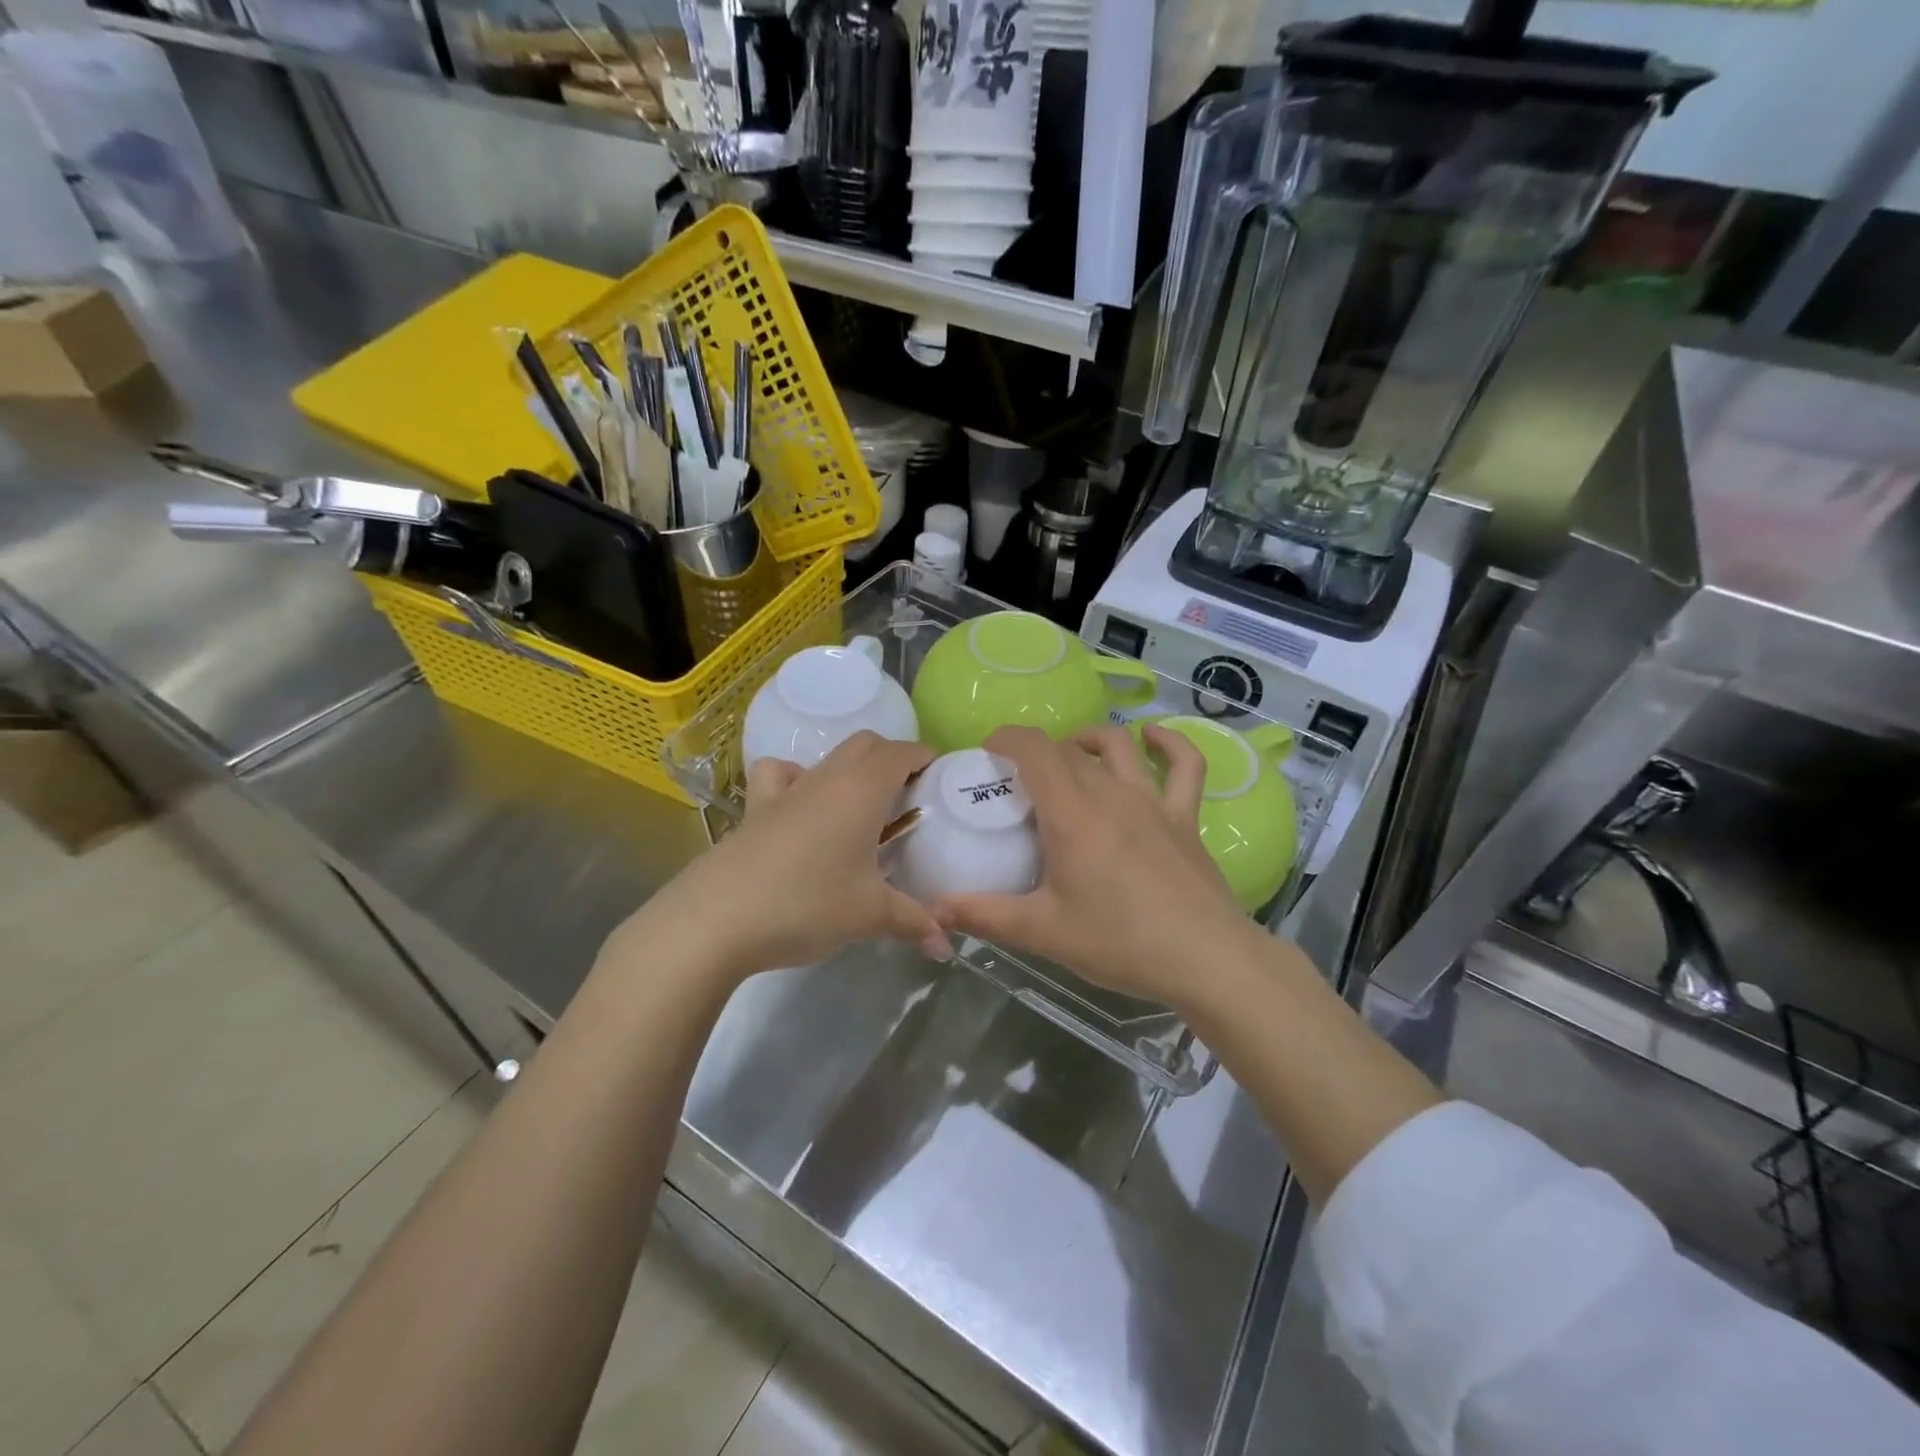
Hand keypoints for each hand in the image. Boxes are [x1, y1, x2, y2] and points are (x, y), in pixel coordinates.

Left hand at [631, 732, 945, 981]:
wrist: (717, 919)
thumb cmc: (808, 904)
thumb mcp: (870, 915)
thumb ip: (914, 922)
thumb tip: (946, 945)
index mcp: (862, 789)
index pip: (903, 752)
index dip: (926, 758)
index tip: (942, 779)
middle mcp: (826, 778)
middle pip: (866, 744)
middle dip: (892, 759)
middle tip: (908, 798)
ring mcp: (785, 791)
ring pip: (825, 758)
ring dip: (848, 769)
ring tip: (858, 806)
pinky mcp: (754, 810)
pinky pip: (778, 777)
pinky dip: (795, 781)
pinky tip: (800, 810)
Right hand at [933, 724, 1256, 1008]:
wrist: (1205, 958)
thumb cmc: (1120, 942)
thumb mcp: (1043, 932)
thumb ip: (984, 916)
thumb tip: (934, 910)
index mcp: (1071, 814)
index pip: (1034, 750)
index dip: (1007, 739)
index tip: (988, 752)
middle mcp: (1111, 793)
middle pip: (1068, 751)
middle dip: (1038, 754)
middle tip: (1019, 782)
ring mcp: (1153, 801)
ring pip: (1119, 745)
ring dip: (1089, 739)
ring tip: (1072, 752)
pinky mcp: (1184, 817)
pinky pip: (1185, 765)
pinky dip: (1169, 744)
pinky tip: (1153, 738)